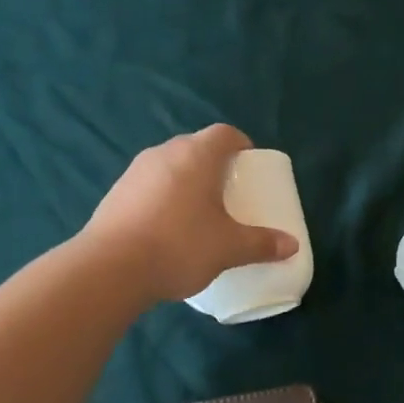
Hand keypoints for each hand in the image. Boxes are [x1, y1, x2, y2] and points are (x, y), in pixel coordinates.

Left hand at [85, 124, 299, 303]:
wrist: (110, 268)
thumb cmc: (179, 245)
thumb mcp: (228, 248)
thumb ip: (261, 244)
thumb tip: (293, 245)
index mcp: (196, 155)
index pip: (225, 134)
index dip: (241, 145)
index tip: (249, 166)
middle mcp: (164, 153)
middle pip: (196, 148)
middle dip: (214, 166)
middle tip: (228, 193)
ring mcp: (134, 172)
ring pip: (170, 167)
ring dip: (186, 182)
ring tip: (198, 213)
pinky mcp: (115, 194)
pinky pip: (149, 186)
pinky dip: (163, 198)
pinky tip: (167, 229)